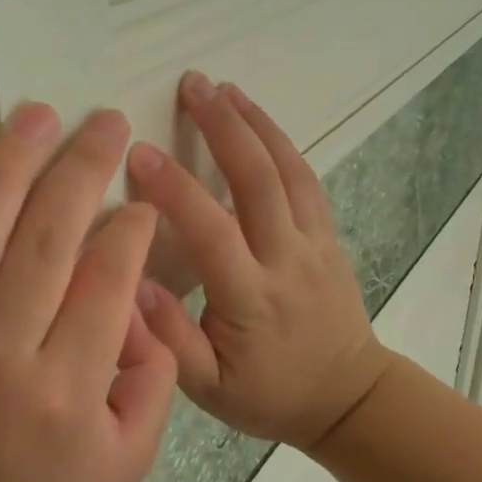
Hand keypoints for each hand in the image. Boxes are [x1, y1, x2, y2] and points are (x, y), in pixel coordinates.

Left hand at [0, 105, 178, 481]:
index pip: (106, 282)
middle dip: (84, 170)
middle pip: (47, 239)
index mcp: (63, 390)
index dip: (131, 230)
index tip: (142, 201)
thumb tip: (142, 299)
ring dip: (8, 164)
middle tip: (107, 124)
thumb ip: (154, 380)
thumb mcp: (125, 463)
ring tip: (37, 115)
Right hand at [125, 74, 393, 450]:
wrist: (348, 397)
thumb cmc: (270, 395)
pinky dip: (283, 144)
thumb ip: (170, 342)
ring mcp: (315, 243)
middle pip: (258, 180)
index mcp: (251, 299)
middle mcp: (286, 260)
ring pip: (288, 171)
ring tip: (223, 88)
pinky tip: (260, 121)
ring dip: (256, 123)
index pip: (211, 231)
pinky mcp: (329, 237)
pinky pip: (307, 181)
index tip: (139, 151)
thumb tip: (133, 286)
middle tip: (191, 84)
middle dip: (223, 127)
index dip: (175, 189)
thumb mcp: (210, 391)